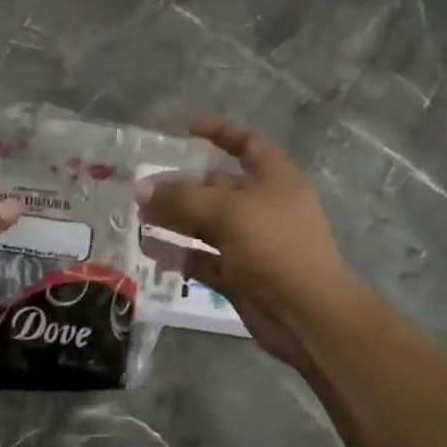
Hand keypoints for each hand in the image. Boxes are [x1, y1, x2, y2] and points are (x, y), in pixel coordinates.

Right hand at [137, 121, 359, 377]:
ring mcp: (251, 242)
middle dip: (181, 184)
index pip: (245, 144)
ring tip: (138, 215)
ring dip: (174, 218)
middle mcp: (263, 206)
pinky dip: (179, 253)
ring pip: (206, 223)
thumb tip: (140, 189)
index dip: (216, 132)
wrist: (308, 316)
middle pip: (217, 186)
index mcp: (274, 179)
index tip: (181, 130)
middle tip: (142, 185)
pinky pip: (203, 258)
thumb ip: (181, 197)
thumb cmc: (275, 248)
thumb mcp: (227, 212)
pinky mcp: (239, 274)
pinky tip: (150, 248)